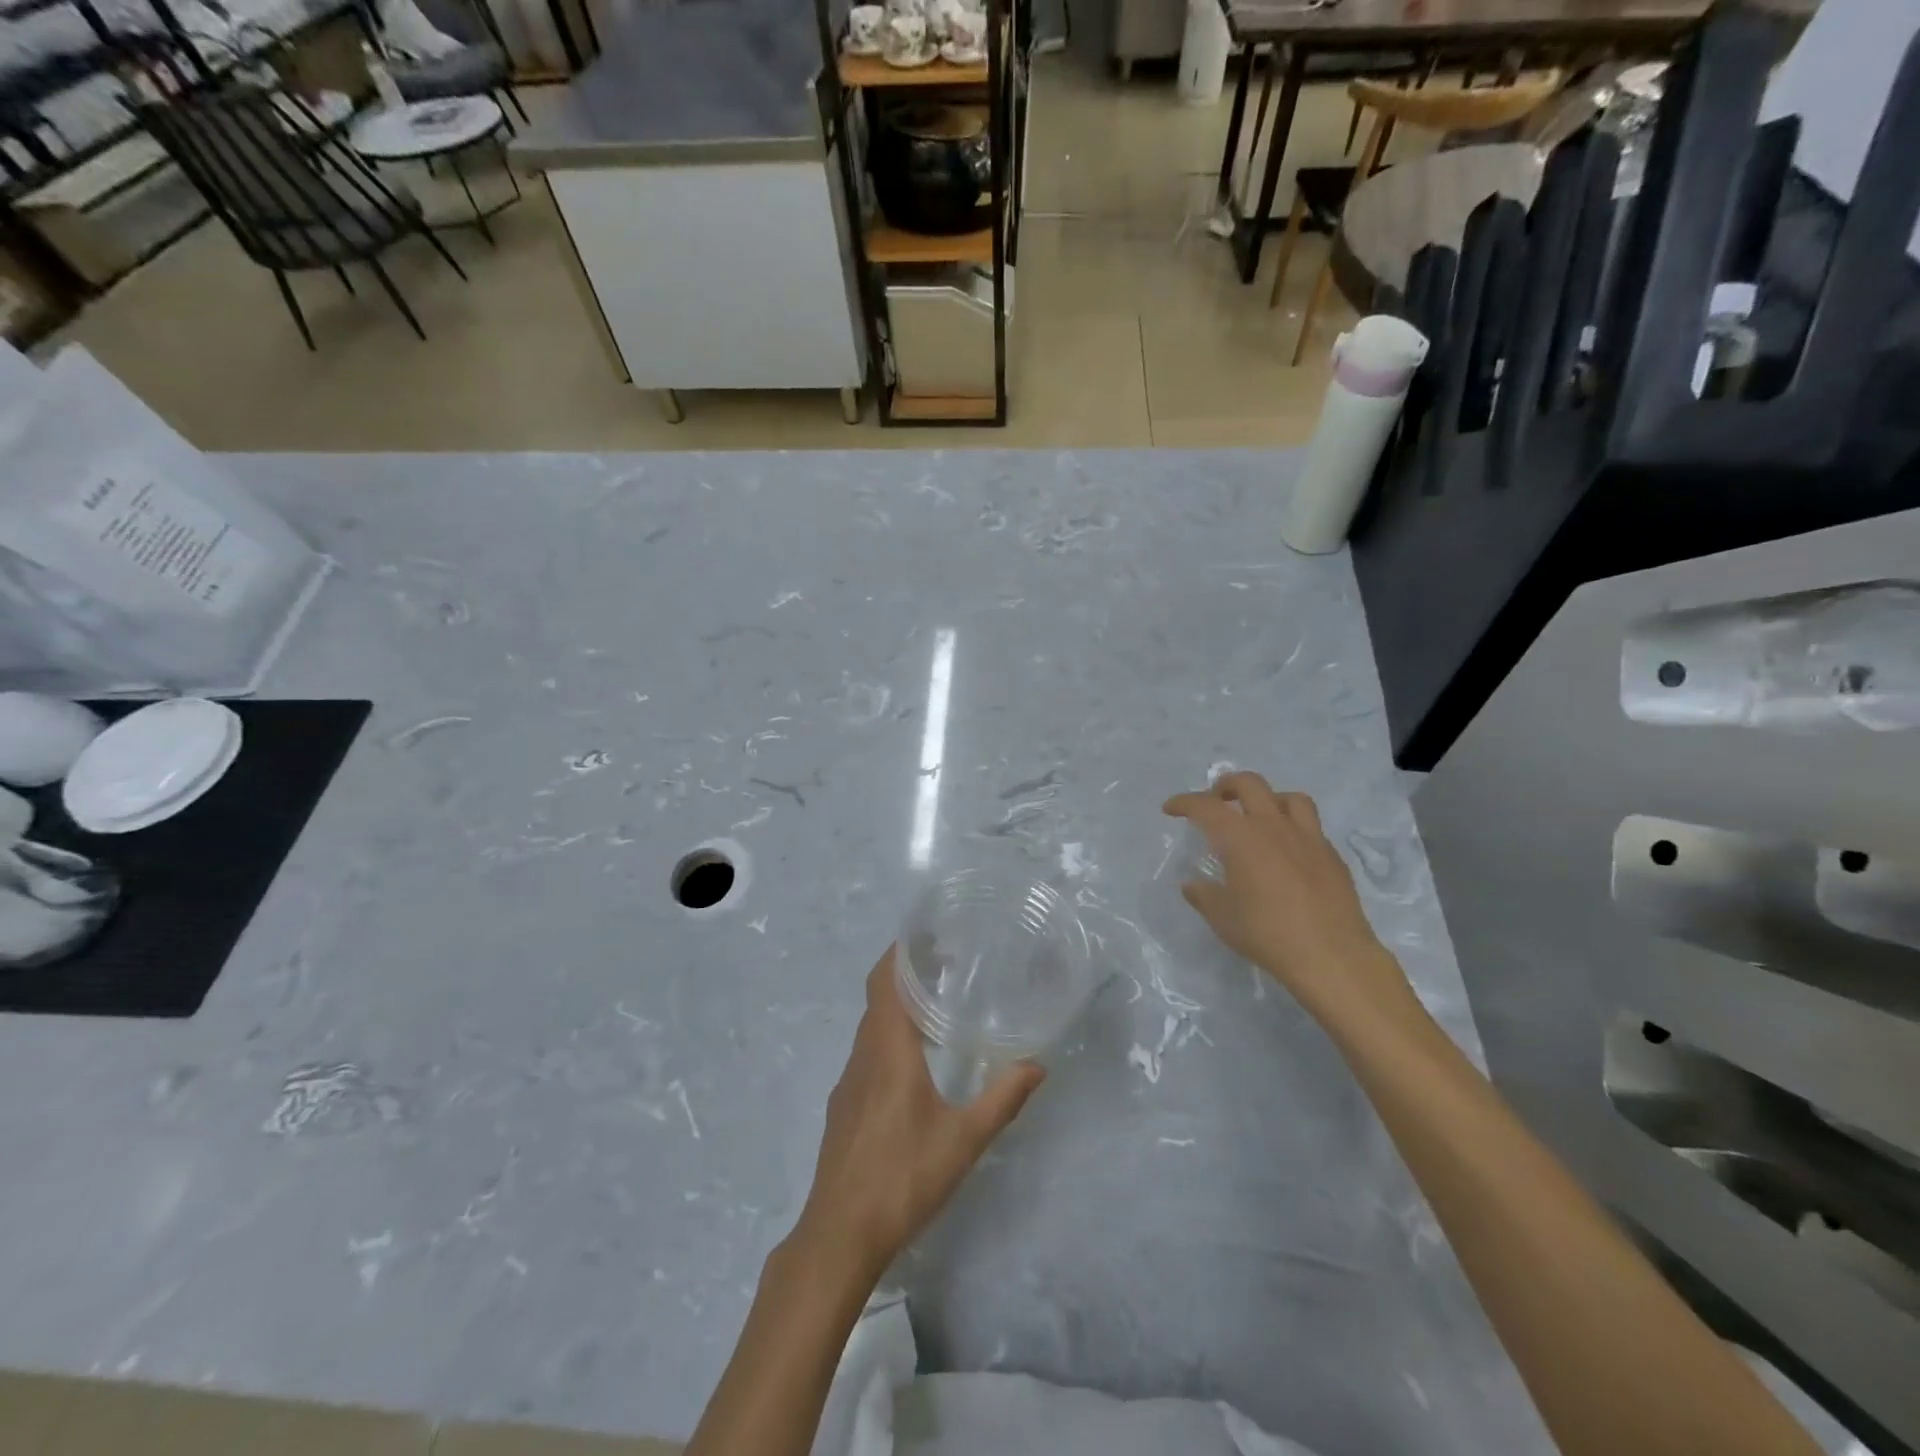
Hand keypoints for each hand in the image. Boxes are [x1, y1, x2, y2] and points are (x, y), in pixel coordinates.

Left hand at [792, 947, 1044, 1282]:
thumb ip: (1002, 1099)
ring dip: (897, 1008)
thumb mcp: (963, 1140)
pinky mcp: (843, 1106)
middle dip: (905, 974)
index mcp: (887, 1049)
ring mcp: (848, 1082)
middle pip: (877, 997)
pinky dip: (888, 1038)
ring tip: (936, 1008)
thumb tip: (1037, 1066)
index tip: (927, 935)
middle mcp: (862, 1055)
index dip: (900, 952)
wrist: (839, 1234)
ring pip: (871, 1027)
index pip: (884, 980)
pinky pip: (866, 1054)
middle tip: (946, 965)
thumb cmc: (902, 1177)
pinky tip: (914, 1065)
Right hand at [1163, 772, 1410, 1020]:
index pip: (1206, 806)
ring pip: (1290, 798)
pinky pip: (1311, 827)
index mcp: (1241, 838)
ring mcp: (1308, 838)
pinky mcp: (1331, 855)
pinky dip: (1293, 828)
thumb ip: (1204, 896)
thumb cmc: (1267, 933)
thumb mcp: (1223, 918)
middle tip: (1216, 800)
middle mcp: (1274, 827)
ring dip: (1269, 799)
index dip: (1184, 802)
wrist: (1331, 955)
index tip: (1170, 808)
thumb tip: (1192, 885)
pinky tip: (1288, 852)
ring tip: (1259, 816)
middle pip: (1250, 784)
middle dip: (1227, 785)